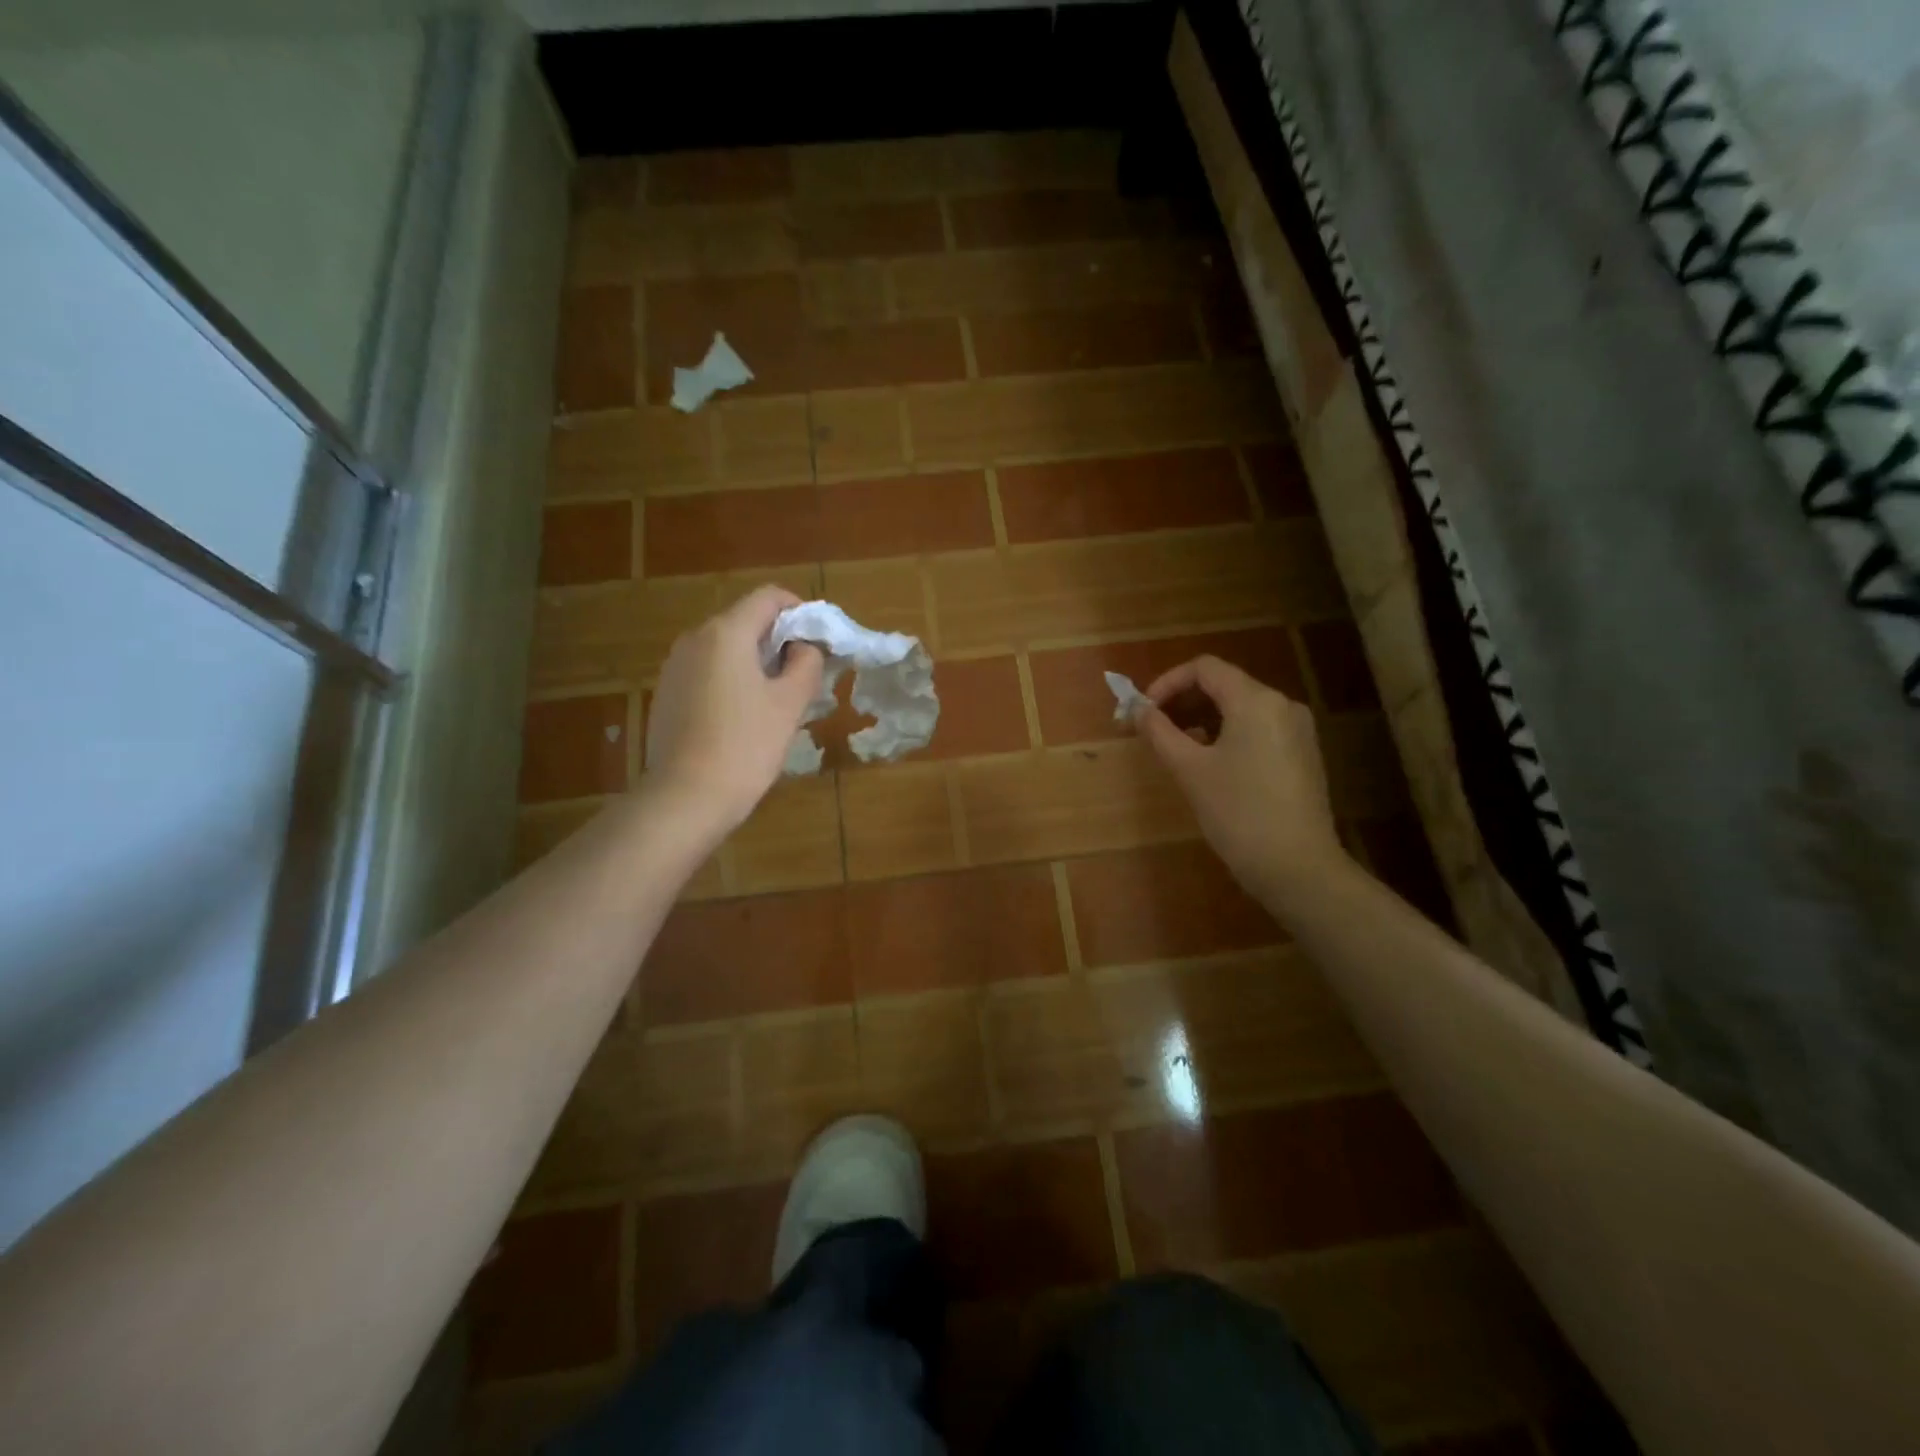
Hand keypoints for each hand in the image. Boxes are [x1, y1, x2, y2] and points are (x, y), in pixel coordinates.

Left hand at [645, 586, 824, 835]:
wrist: (685, 797)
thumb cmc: (746, 746)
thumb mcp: (789, 704)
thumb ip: (806, 664)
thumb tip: (804, 647)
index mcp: (726, 633)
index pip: (768, 597)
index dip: (799, 610)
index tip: (819, 640)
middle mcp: (694, 638)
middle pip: (745, 621)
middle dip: (778, 639)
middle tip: (804, 673)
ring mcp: (674, 666)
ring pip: (725, 648)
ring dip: (755, 661)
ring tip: (776, 698)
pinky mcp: (666, 693)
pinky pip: (707, 671)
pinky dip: (731, 679)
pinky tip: (743, 717)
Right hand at [1134, 655, 1350, 901]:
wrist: (1297, 868)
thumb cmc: (1238, 813)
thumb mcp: (1190, 770)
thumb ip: (1160, 732)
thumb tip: (1138, 710)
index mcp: (1256, 701)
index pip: (1204, 668)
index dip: (1167, 683)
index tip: (1143, 711)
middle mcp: (1282, 705)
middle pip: (1223, 685)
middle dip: (1182, 701)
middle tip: (1150, 729)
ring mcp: (1297, 730)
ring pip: (1240, 708)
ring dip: (1201, 719)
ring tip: (1174, 748)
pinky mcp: (1301, 754)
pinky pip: (1256, 729)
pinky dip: (1226, 734)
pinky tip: (1207, 763)